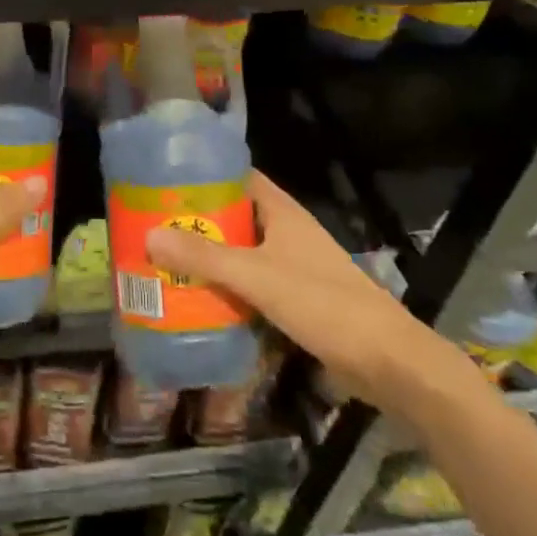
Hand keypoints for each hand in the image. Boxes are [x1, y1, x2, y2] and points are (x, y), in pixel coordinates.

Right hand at [146, 170, 461, 404]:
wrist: (387, 361)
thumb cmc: (322, 303)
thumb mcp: (256, 276)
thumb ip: (204, 257)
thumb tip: (149, 235)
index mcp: (283, 212)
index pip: (240, 177)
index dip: (205, 175)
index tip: (166, 180)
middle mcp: (288, 232)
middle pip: (236, 216)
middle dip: (199, 220)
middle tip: (155, 225)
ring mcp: (294, 266)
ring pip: (243, 252)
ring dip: (211, 257)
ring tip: (166, 261)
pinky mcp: (298, 299)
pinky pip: (253, 284)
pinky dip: (228, 287)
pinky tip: (200, 299)